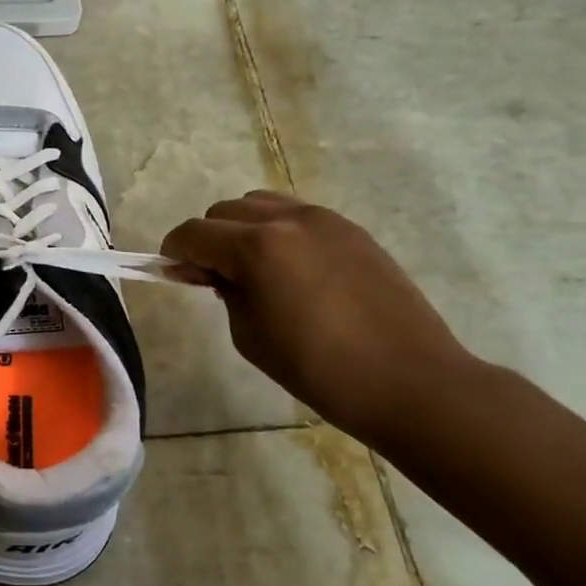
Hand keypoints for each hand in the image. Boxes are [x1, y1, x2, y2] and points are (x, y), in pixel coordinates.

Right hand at [160, 192, 474, 447]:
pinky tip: (292, 271)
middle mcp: (288, 220)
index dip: (174, 253)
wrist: (411, 381)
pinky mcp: (352, 230)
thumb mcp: (250, 335)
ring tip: (255, 270)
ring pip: (260, 204)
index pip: (193, 234)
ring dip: (242, 229)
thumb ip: (225, 292)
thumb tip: (213, 272)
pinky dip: (278, 232)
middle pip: (224, 211)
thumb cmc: (318, 369)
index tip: (174, 275)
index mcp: (257, 248)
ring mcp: (325, 220)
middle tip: (216, 279)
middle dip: (208, 240)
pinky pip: (297, 216)